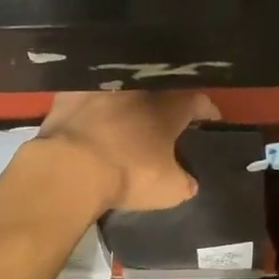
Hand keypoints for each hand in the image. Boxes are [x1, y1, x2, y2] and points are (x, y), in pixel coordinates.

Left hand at [34, 90, 218, 211]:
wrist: (70, 168)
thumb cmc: (128, 175)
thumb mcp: (169, 190)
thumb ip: (185, 182)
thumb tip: (189, 181)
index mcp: (168, 106)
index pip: (196, 101)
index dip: (206, 110)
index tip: (210, 119)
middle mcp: (138, 88)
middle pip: (160, 90)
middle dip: (166, 103)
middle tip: (166, 119)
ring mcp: (102, 87)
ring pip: (123, 89)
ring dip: (127, 102)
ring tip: (127, 117)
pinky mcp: (69, 93)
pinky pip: (87, 95)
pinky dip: (92, 105)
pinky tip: (90, 117)